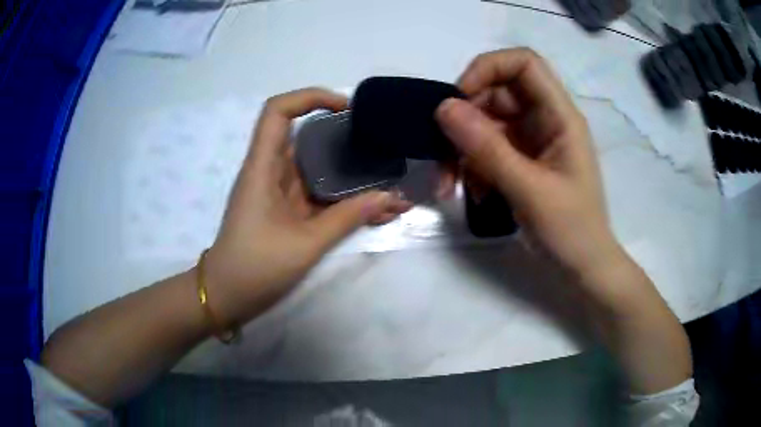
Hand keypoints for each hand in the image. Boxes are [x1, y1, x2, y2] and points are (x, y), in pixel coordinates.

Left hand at [204, 88, 411, 325]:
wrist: (227, 296)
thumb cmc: (255, 267)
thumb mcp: (305, 244)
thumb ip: (347, 218)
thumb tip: (390, 197)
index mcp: (263, 167)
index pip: (277, 111)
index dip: (310, 97)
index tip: (346, 108)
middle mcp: (270, 171)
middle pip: (304, 135)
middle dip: (341, 134)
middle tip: (377, 141)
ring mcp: (279, 192)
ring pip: (316, 167)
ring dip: (349, 172)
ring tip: (387, 179)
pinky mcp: (287, 211)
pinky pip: (318, 194)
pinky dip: (344, 198)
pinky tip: (374, 208)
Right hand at [435, 48, 620, 278]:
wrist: (583, 267)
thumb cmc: (570, 230)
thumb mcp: (529, 190)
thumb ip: (488, 148)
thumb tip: (443, 107)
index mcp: (560, 116)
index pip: (524, 64)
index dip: (489, 69)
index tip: (460, 99)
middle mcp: (545, 120)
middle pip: (496, 94)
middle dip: (465, 121)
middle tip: (444, 156)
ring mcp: (532, 141)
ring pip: (486, 123)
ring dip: (463, 150)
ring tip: (453, 186)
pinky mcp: (522, 161)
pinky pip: (488, 149)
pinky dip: (473, 167)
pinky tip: (472, 194)